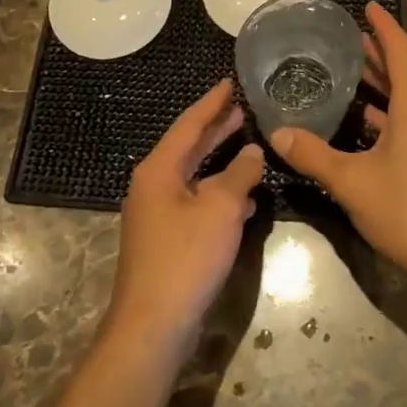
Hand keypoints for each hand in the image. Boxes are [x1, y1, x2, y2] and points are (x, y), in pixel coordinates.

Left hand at [108, 79, 263, 351]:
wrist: (153, 325)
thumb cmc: (186, 257)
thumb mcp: (221, 209)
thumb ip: (240, 174)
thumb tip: (253, 151)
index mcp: (159, 170)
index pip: (188, 124)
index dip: (212, 103)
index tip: (230, 82)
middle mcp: (153, 185)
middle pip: (189, 147)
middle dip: (216, 128)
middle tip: (243, 107)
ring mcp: (158, 214)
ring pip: (195, 176)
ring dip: (221, 162)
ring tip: (250, 144)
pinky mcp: (168, 239)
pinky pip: (197, 202)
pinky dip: (219, 194)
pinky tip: (246, 199)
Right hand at [268, 2, 406, 289]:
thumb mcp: (352, 182)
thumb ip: (314, 155)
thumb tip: (278, 134)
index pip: (401, 49)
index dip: (383, 26)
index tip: (367, 7)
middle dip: (379, 55)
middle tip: (349, 41)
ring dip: (386, 86)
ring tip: (353, 77)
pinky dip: (394, 112)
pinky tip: (370, 124)